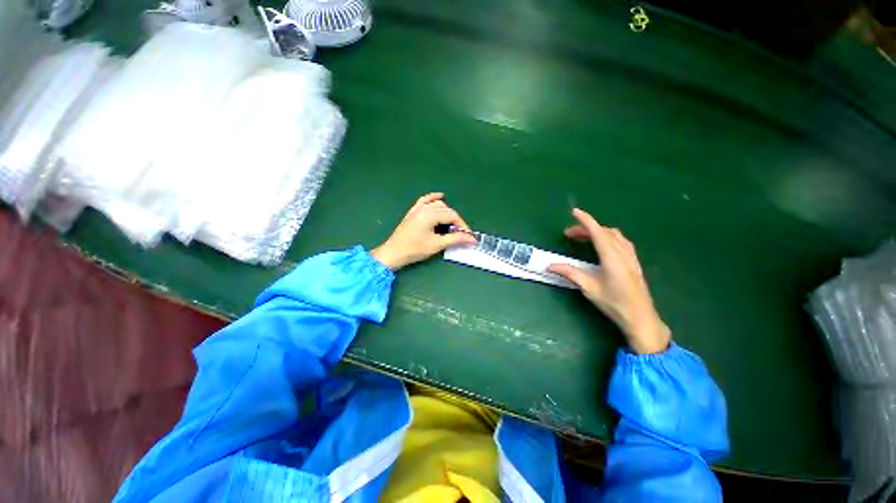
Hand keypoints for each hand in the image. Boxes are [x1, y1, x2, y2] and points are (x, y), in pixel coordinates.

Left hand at [372, 193, 476, 270]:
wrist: (394, 253)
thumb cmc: (415, 249)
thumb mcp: (437, 244)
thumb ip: (455, 239)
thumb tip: (472, 239)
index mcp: (430, 214)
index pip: (452, 216)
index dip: (462, 225)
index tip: (468, 236)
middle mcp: (425, 208)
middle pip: (446, 210)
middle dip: (456, 221)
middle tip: (460, 234)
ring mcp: (417, 209)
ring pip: (437, 205)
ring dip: (447, 212)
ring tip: (451, 225)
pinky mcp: (413, 212)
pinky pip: (425, 200)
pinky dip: (433, 198)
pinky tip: (440, 196)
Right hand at [548, 209, 670, 353]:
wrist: (641, 318)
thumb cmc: (614, 304)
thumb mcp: (589, 288)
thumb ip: (570, 273)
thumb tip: (550, 266)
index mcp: (612, 258)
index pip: (598, 233)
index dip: (586, 221)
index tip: (574, 212)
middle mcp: (623, 253)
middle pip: (605, 232)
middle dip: (587, 228)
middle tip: (570, 234)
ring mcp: (631, 257)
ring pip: (615, 236)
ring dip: (598, 232)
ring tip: (584, 238)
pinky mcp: (634, 263)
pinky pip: (621, 242)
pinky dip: (608, 238)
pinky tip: (602, 246)